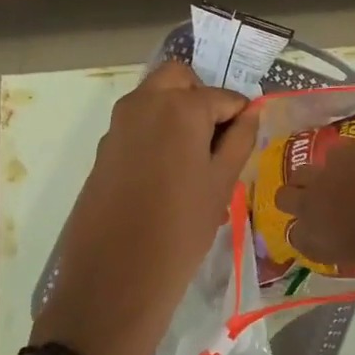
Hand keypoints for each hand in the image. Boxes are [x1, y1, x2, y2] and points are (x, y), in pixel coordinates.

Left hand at [33, 62, 259, 354]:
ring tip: (193, 162)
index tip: (245, 143)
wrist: (116, 275)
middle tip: (215, 140)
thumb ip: (240, 139)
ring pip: (154, 99)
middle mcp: (143, 103)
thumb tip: (252, 111)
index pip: (223, 96)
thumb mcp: (222, 183)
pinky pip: (136, 125)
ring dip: (176, 114)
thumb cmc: (181, 229)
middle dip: (201, 98)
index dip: (240, 117)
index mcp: (179, 107)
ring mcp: (117, 125)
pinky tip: (166, 176)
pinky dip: (155, 133)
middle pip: (179, 79)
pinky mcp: (102, 149)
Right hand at [275, 141, 354, 272]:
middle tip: (317, 201)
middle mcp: (310, 206)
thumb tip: (341, 234)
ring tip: (333, 180)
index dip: (306, 232)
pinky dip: (341, 160)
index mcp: (315, 240)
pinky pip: (331, 153)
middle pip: (284, 198)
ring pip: (301, 172)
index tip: (320, 231)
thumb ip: (341, 244)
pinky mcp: (343, 151)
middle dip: (296, 200)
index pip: (294, 236)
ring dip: (313, 178)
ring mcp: (323, 175)